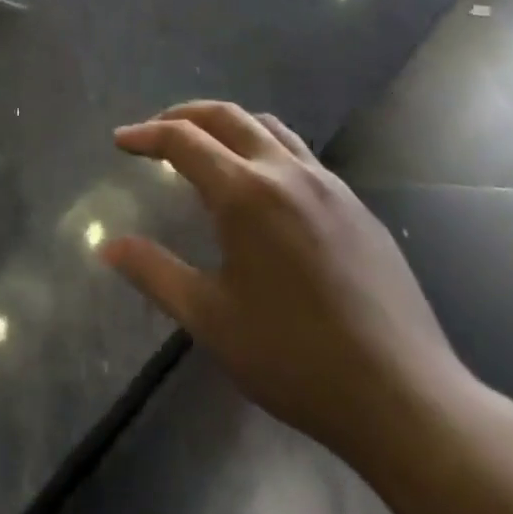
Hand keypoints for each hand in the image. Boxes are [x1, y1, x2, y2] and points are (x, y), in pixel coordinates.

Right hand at [102, 102, 475, 472]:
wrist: (405, 398)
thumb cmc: (295, 359)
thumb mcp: (211, 320)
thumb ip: (154, 273)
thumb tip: (107, 246)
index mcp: (245, 194)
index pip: (183, 140)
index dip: (146, 135)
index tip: (121, 141)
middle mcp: (285, 172)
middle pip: (226, 116)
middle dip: (183, 115)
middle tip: (155, 132)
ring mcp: (328, 185)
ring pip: (268, 127)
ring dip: (228, 125)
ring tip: (207, 149)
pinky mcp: (356, 205)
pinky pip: (301, 154)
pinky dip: (266, 148)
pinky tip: (264, 188)